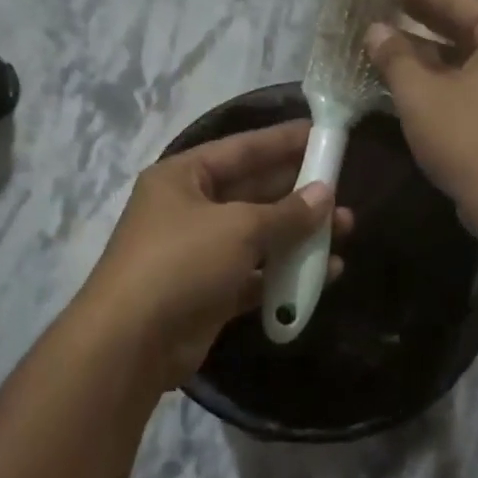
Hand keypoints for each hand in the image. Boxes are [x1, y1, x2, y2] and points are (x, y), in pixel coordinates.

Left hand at [76, 121, 352, 387]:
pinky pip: (257, 274)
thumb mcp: (239, 228)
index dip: (283, 141)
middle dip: (299, 192)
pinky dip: (287, 273)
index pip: (242, 149)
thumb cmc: (182, 263)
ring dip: (300, 234)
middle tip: (343, 188)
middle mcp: (190, 210)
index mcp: (183, 178)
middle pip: (254, 192)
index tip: (323, 134)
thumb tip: (325, 195)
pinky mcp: (212, 292)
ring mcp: (200, 254)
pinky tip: (327, 272)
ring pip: (259, 236)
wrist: (132, 342)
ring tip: (345, 230)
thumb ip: (287, 212)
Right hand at [367, 0, 477, 238]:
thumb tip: (375, 30)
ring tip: (387, 44)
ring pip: (468, 57)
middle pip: (466, 26)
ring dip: (430, 54)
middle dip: (422, 22)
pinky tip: (412, 80)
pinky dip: (446, 78)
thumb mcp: (420, 94)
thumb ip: (395, 56)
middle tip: (382, 9)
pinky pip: (475, 81)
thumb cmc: (467, 138)